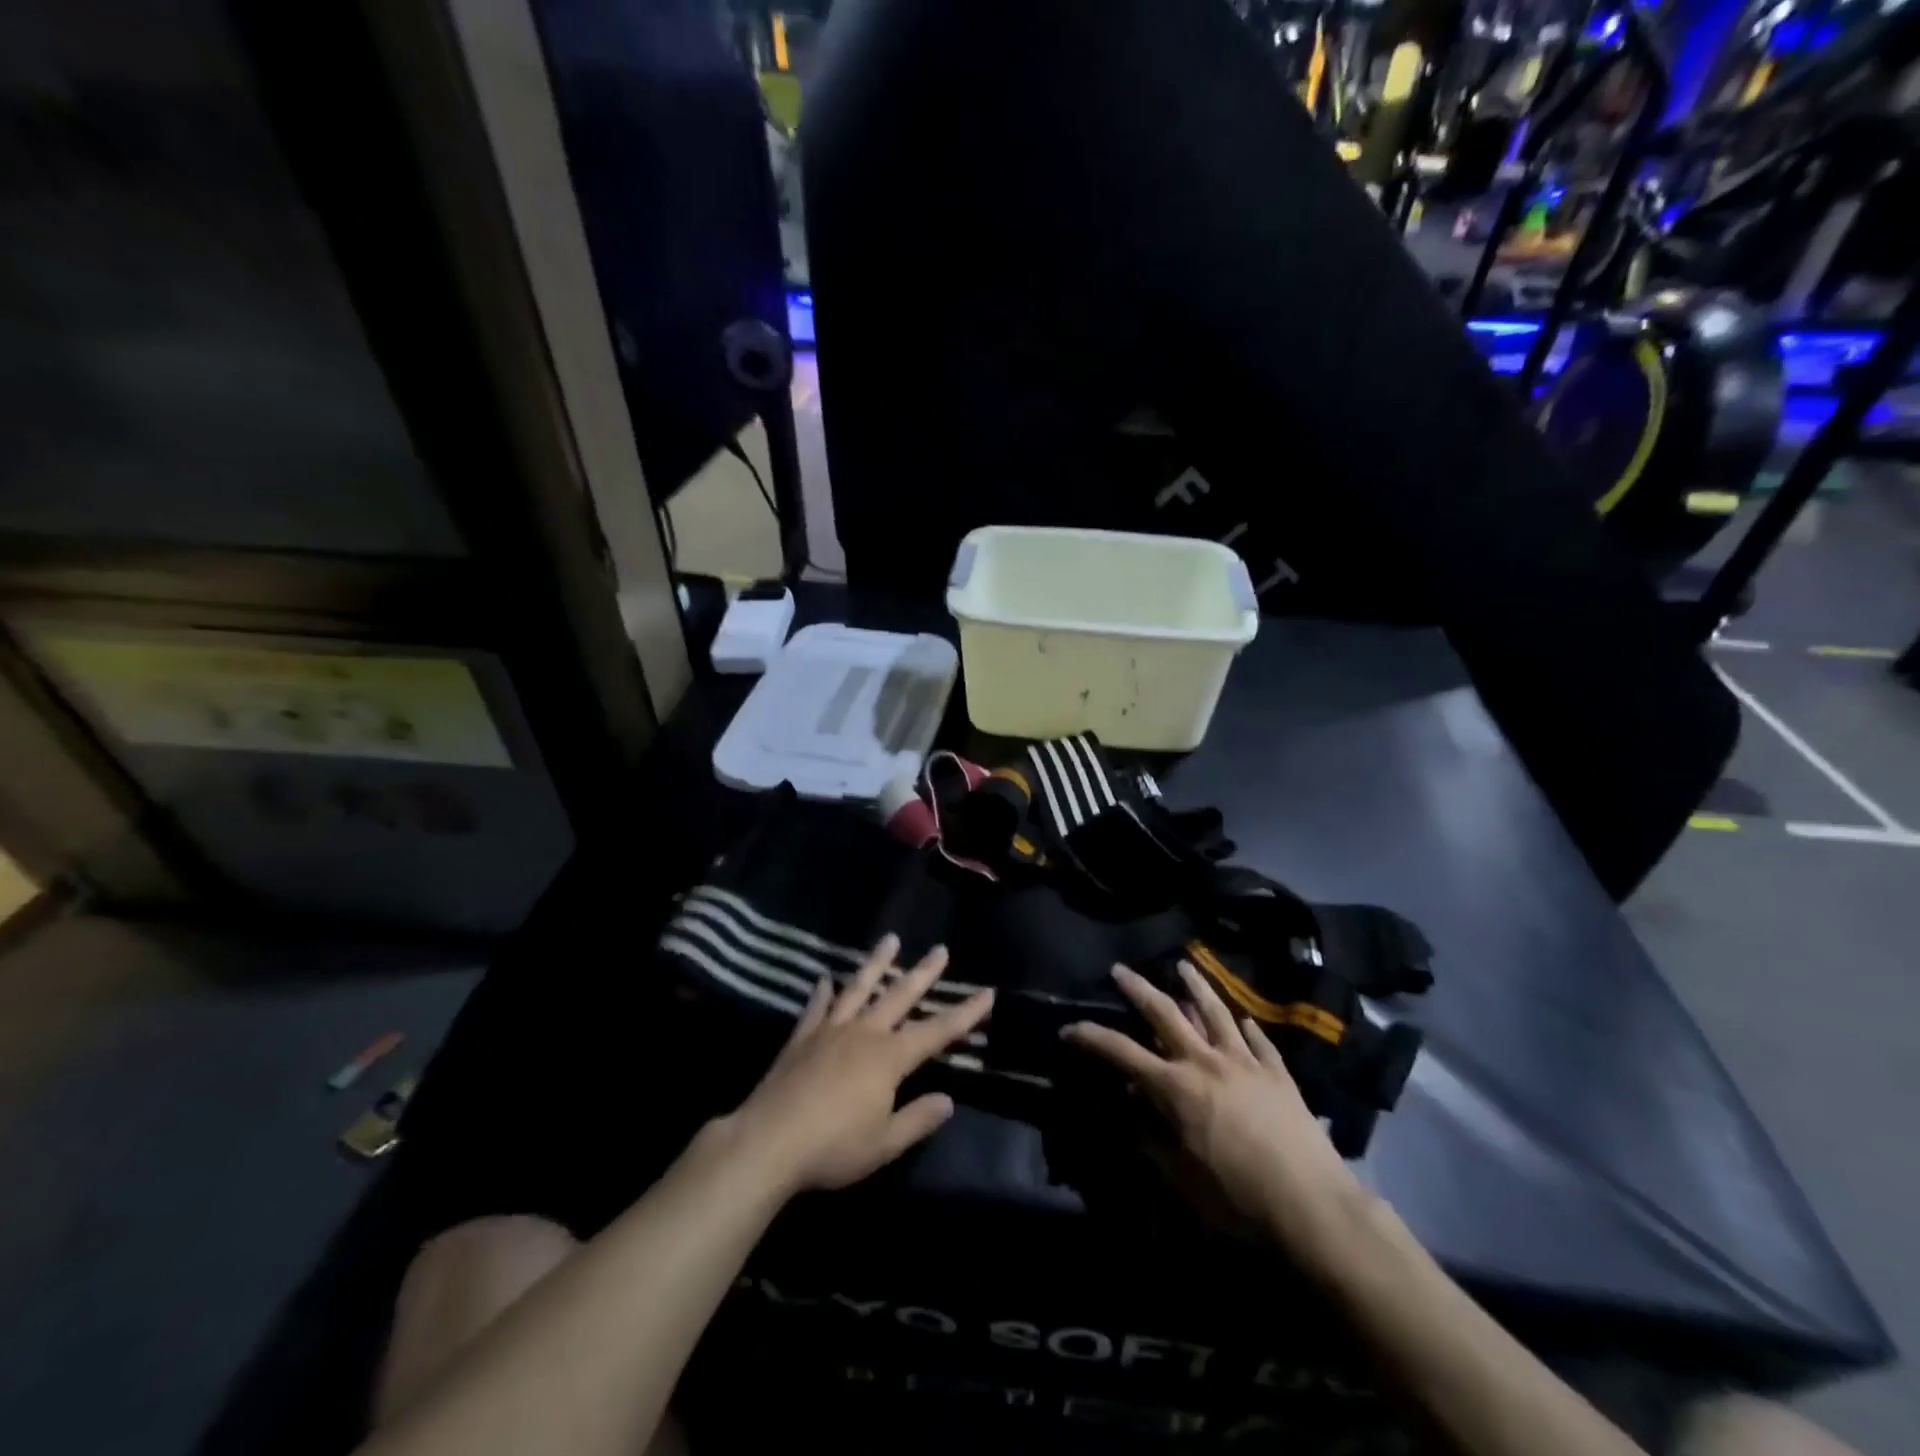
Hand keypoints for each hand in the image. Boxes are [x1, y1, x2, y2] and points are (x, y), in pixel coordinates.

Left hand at [719, 935, 993, 1195]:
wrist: (768, 1142)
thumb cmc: (833, 1147)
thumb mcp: (884, 1143)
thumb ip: (918, 1119)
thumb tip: (949, 1100)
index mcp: (889, 1057)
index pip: (937, 1030)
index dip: (965, 1013)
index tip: (987, 992)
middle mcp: (864, 1033)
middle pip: (899, 996)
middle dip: (924, 973)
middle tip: (940, 949)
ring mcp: (830, 1030)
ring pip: (859, 988)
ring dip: (876, 963)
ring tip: (890, 939)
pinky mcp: (801, 1037)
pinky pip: (816, 1007)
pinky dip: (822, 992)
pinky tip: (825, 978)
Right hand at [1062, 963, 1367, 1264]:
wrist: (1312, 1205)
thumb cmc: (1237, 1199)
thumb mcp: (1181, 1177)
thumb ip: (1151, 1135)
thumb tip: (1133, 1103)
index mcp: (1176, 1087)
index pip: (1122, 1052)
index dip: (1092, 1038)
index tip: (1069, 1030)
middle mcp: (1206, 1062)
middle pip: (1166, 1013)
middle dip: (1138, 989)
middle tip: (1120, 970)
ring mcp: (1245, 1063)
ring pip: (1216, 1012)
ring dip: (1196, 987)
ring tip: (1184, 965)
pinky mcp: (1278, 1074)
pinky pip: (1260, 1042)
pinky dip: (1248, 1028)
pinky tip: (1244, 1021)